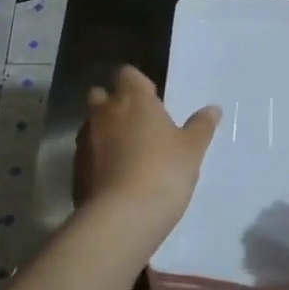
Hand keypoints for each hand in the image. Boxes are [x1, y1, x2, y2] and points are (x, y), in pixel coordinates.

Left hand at [75, 66, 219, 243]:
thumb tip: (212, 109)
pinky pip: (87, 154)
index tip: (152, 99)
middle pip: (100, 95)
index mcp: (133, 99)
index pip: (127, 74)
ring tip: (126, 153)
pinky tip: (114, 177)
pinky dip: (97, 159)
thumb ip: (200, 126)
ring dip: (104, 131)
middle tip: (136, 123)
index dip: (138, 84)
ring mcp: (85, 140)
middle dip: (113, 103)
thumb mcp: (192, 150)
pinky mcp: (76, 168)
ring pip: (91, 125)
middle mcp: (104, 113)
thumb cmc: (164, 171)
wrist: (123, 215)